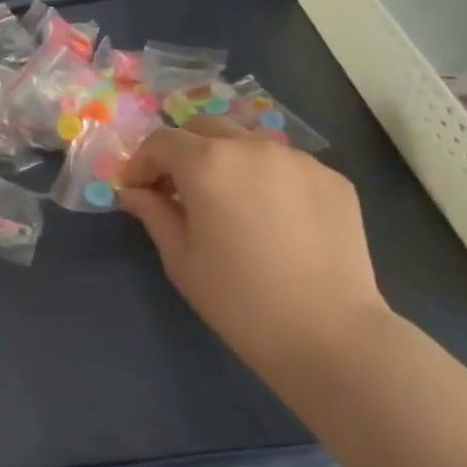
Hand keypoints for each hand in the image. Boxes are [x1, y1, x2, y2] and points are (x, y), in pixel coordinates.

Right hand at [120, 117, 389, 381]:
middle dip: (184, 153)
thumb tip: (133, 191)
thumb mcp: (181, 260)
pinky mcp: (333, 178)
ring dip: (228, 162)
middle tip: (180, 192)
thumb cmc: (240, 301)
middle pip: (204, 129)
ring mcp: (298, 158)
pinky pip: (287, 166)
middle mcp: (252, 146)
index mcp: (208, 162)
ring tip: (232, 205)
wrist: (331, 336)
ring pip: (248, 143)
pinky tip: (275, 220)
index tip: (137, 190)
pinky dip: (269, 180)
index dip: (142, 163)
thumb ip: (153, 213)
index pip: (161, 141)